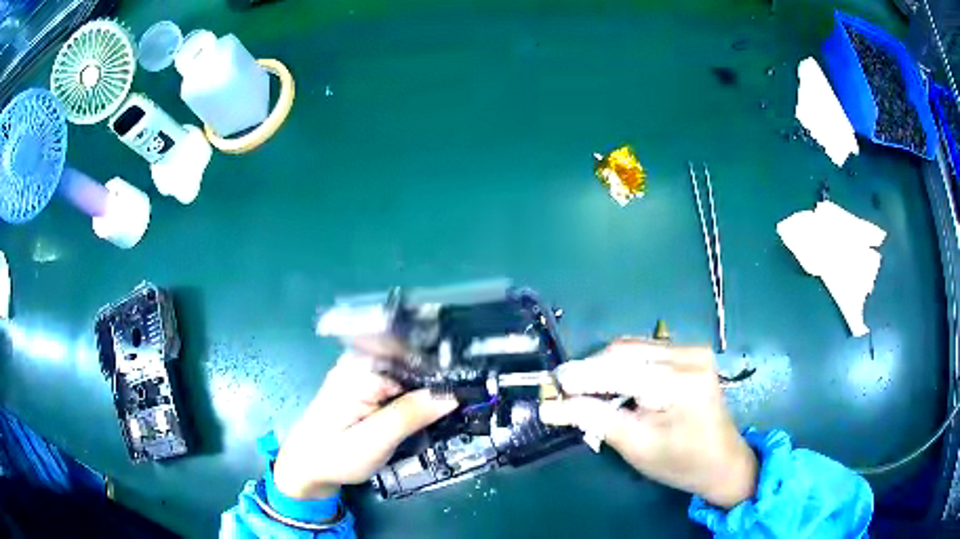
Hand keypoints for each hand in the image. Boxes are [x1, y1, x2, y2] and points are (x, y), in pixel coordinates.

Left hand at [272, 352, 457, 499]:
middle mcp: (363, 362)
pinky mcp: (369, 388)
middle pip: (413, 357)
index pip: (411, 350)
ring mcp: (365, 374)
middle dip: (444, 373)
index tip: (475, 375)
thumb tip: (452, 394)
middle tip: (477, 392)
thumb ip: (410, 415)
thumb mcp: (375, 440)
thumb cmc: (335, 455)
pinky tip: (438, 406)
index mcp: (361, 367)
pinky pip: (402, 383)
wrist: (307, 468)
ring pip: (410, 371)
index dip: (445, 359)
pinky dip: (421, 394)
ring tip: (465, 398)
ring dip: (435, 385)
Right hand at [539, 339, 756, 507]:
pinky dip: (623, 366)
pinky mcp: (692, 353)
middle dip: (591, 370)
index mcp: (681, 383)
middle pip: (625, 352)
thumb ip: (596, 420)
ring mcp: (693, 350)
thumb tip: (555, 406)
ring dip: (605, 367)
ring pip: (633, 348)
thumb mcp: (636, 447)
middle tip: (565, 390)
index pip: (620, 371)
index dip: (581, 376)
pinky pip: (646, 352)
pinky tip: (613, 385)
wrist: (722, 461)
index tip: (551, 384)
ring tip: (586, 390)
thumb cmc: (681, 462)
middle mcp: (689, 356)